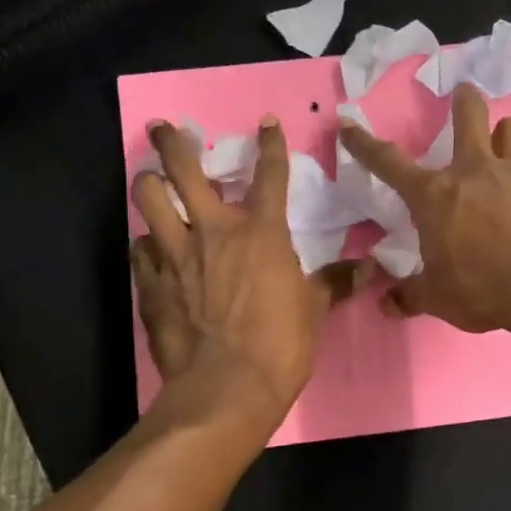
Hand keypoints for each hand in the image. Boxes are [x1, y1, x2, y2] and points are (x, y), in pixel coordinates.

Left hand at [131, 118, 360, 430]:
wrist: (227, 388)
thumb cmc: (280, 345)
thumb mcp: (314, 310)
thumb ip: (335, 282)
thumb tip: (370, 269)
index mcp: (261, 232)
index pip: (270, 174)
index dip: (270, 144)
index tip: (265, 122)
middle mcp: (213, 231)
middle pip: (184, 168)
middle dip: (171, 142)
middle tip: (165, 128)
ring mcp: (175, 254)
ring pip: (147, 198)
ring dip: (148, 185)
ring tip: (150, 182)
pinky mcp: (151, 283)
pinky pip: (140, 249)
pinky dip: (145, 244)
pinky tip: (150, 249)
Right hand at [339, 85, 510, 336]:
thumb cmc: (482, 289)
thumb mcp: (437, 298)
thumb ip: (410, 296)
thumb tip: (386, 304)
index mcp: (434, 196)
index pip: (388, 163)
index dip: (364, 144)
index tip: (348, 125)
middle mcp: (475, 172)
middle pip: (469, 115)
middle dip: (464, 100)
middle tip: (463, 93)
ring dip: (506, 135)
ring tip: (505, 146)